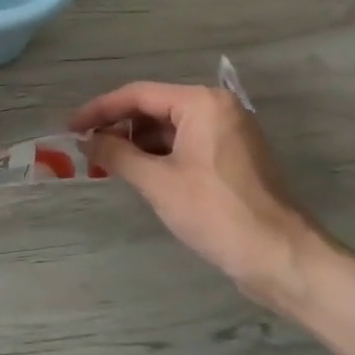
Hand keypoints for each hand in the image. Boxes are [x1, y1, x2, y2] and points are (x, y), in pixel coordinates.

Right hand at [69, 79, 354, 354]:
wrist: (282, 259)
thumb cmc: (217, 213)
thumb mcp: (157, 182)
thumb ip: (116, 154)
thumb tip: (86, 140)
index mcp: (202, 103)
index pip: (138, 95)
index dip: (99, 110)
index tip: (71, 127)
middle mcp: (218, 108)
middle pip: (155, 108)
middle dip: (119, 127)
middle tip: (87, 147)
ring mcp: (230, 133)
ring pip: (170, 128)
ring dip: (138, 143)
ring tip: (109, 164)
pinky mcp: (235, 158)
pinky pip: (187, 144)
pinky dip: (161, 156)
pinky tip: (140, 174)